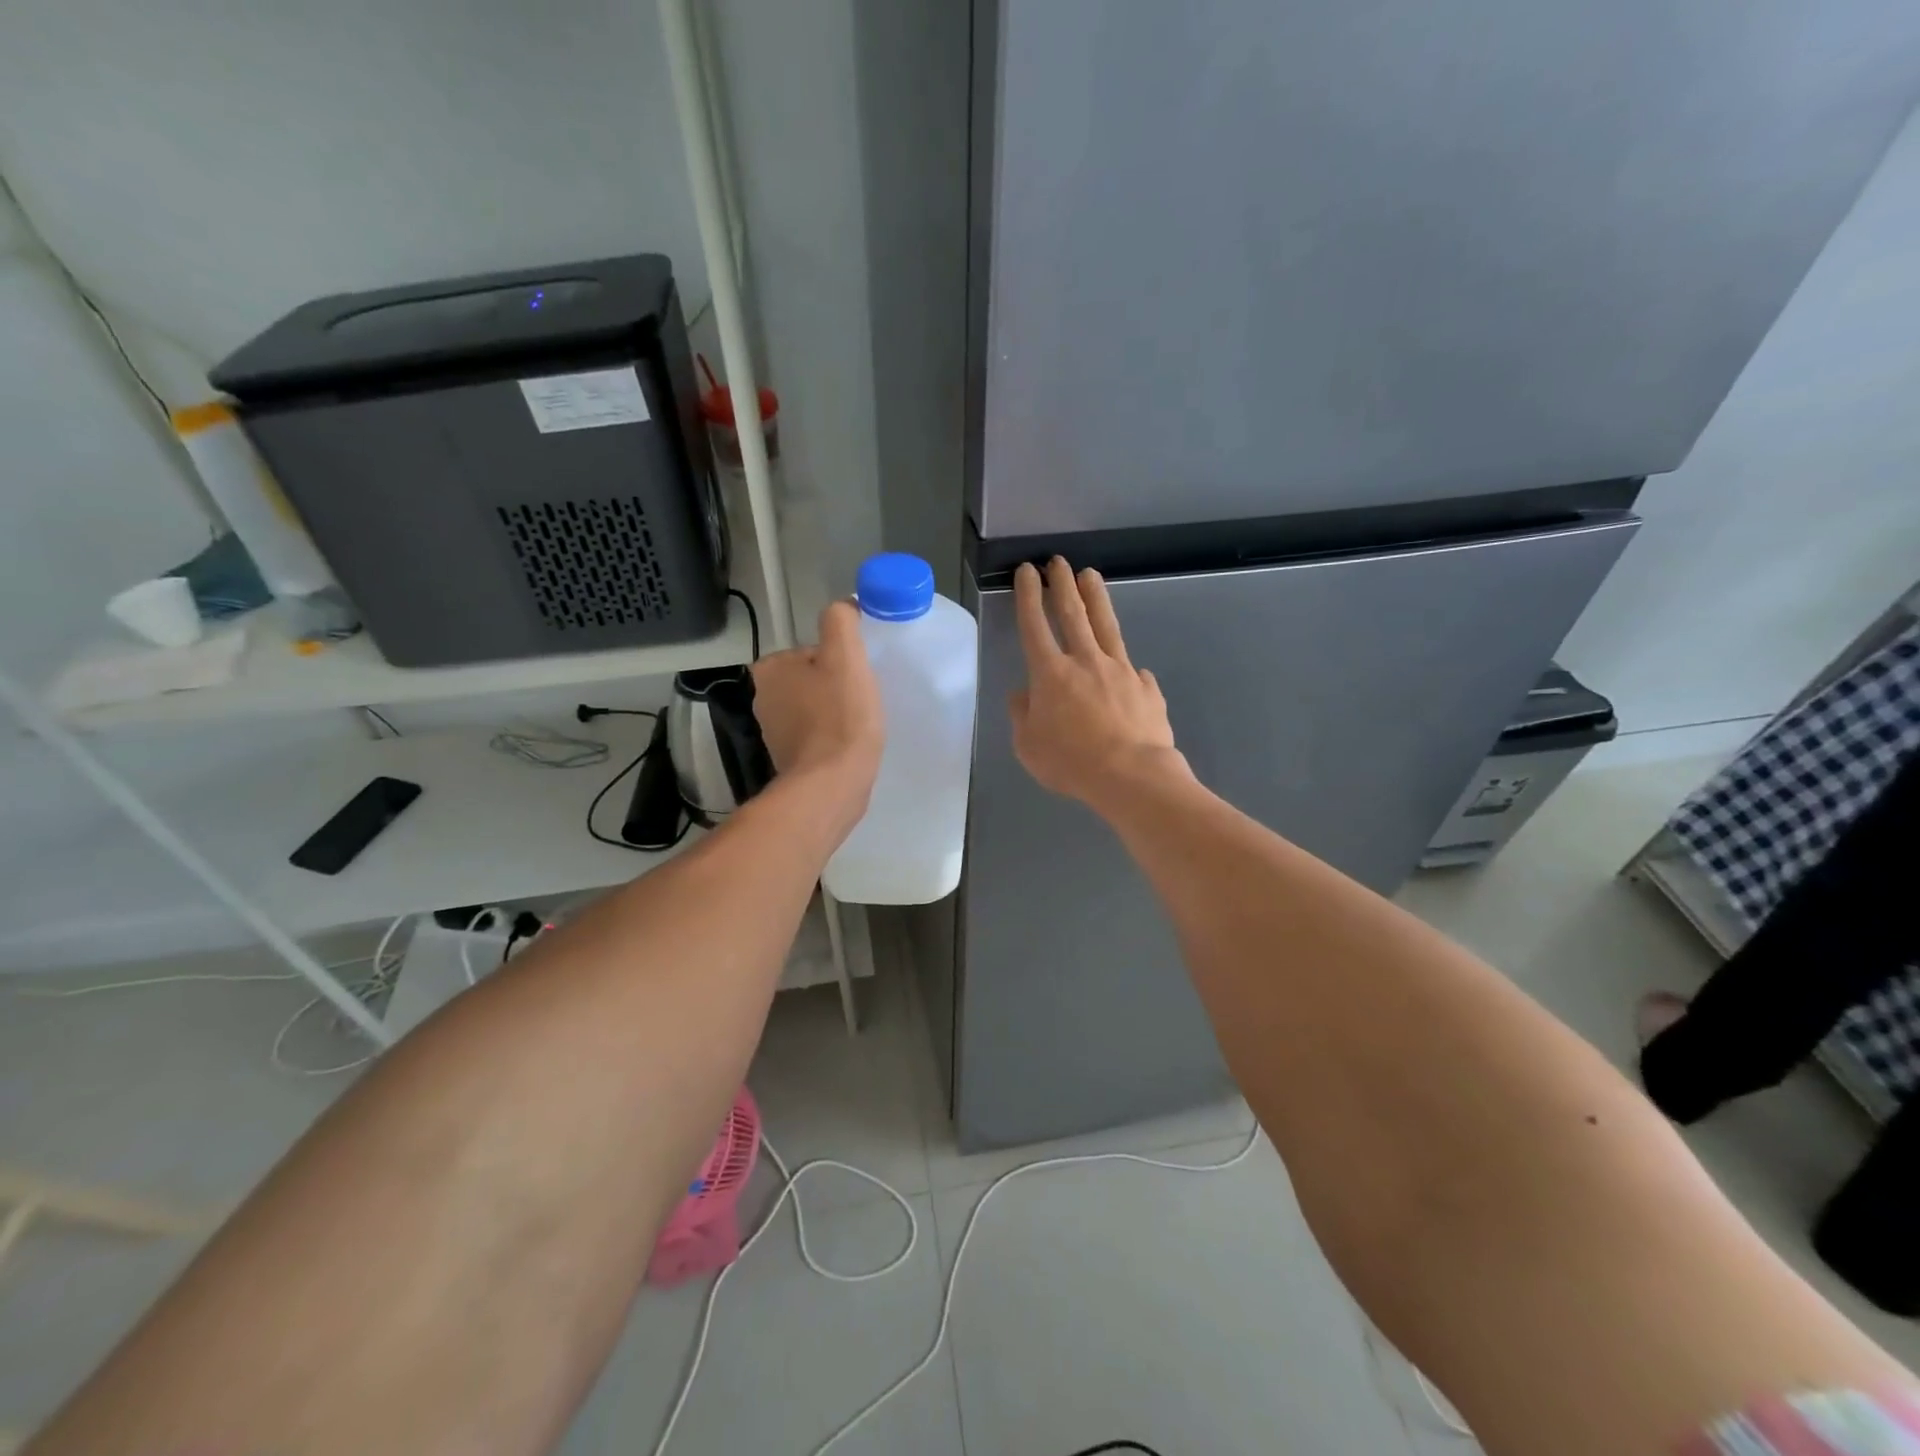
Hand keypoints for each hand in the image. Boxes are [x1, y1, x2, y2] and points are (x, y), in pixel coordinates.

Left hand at [752, 601, 884, 829]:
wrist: (833, 783)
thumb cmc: (840, 716)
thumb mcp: (845, 655)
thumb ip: (841, 621)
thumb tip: (844, 607)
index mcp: (770, 669)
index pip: (813, 651)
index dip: (841, 661)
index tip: (857, 679)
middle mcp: (763, 697)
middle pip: (814, 678)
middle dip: (837, 687)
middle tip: (861, 702)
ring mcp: (773, 731)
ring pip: (815, 707)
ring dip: (836, 712)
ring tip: (858, 725)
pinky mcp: (788, 758)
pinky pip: (816, 735)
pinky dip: (832, 737)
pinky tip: (848, 745)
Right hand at [1009, 557, 1186, 807]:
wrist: (1132, 776)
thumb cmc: (1071, 762)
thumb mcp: (1029, 746)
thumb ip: (1022, 715)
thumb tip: (1022, 695)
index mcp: (1050, 674)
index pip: (1034, 625)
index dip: (1029, 595)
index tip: (1028, 571)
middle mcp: (1085, 661)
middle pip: (1072, 613)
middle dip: (1062, 584)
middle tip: (1058, 561)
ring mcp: (1120, 670)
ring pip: (1106, 626)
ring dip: (1095, 598)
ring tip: (1090, 575)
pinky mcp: (1146, 687)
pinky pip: (1133, 670)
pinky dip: (1126, 666)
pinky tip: (1129, 668)